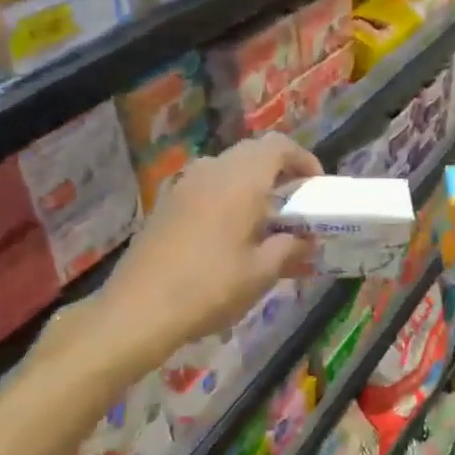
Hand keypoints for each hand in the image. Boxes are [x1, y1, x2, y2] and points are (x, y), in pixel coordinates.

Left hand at [51, 135, 320, 374]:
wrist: (139, 308)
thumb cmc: (210, 287)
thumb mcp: (261, 273)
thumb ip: (290, 248)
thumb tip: (306, 240)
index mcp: (241, 180)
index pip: (278, 146)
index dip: (303, 159)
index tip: (315, 186)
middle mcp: (212, 171)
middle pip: (252, 153)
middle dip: (278, 170)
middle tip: (294, 202)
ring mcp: (184, 184)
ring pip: (227, 167)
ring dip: (250, 183)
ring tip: (264, 218)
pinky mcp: (166, 203)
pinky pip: (206, 185)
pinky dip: (226, 195)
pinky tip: (229, 232)